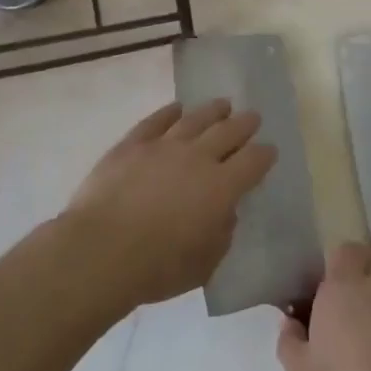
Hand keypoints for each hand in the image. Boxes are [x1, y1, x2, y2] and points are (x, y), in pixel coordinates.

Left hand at [63, 100, 275, 309]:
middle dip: (244, 124)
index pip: (253, 161)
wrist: (101, 251)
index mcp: (222, 187)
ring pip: (195, 120)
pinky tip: (176, 108)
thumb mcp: (205, 263)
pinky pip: (155, 121)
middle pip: (228, 131)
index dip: (264, 154)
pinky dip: (169, 112)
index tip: (270, 150)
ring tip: (222, 104)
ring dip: (212, 111)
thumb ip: (221, 233)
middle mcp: (197, 158)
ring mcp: (162, 146)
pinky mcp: (131, 145)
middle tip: (252, 117)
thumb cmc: (158, 266)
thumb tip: (224, 213)